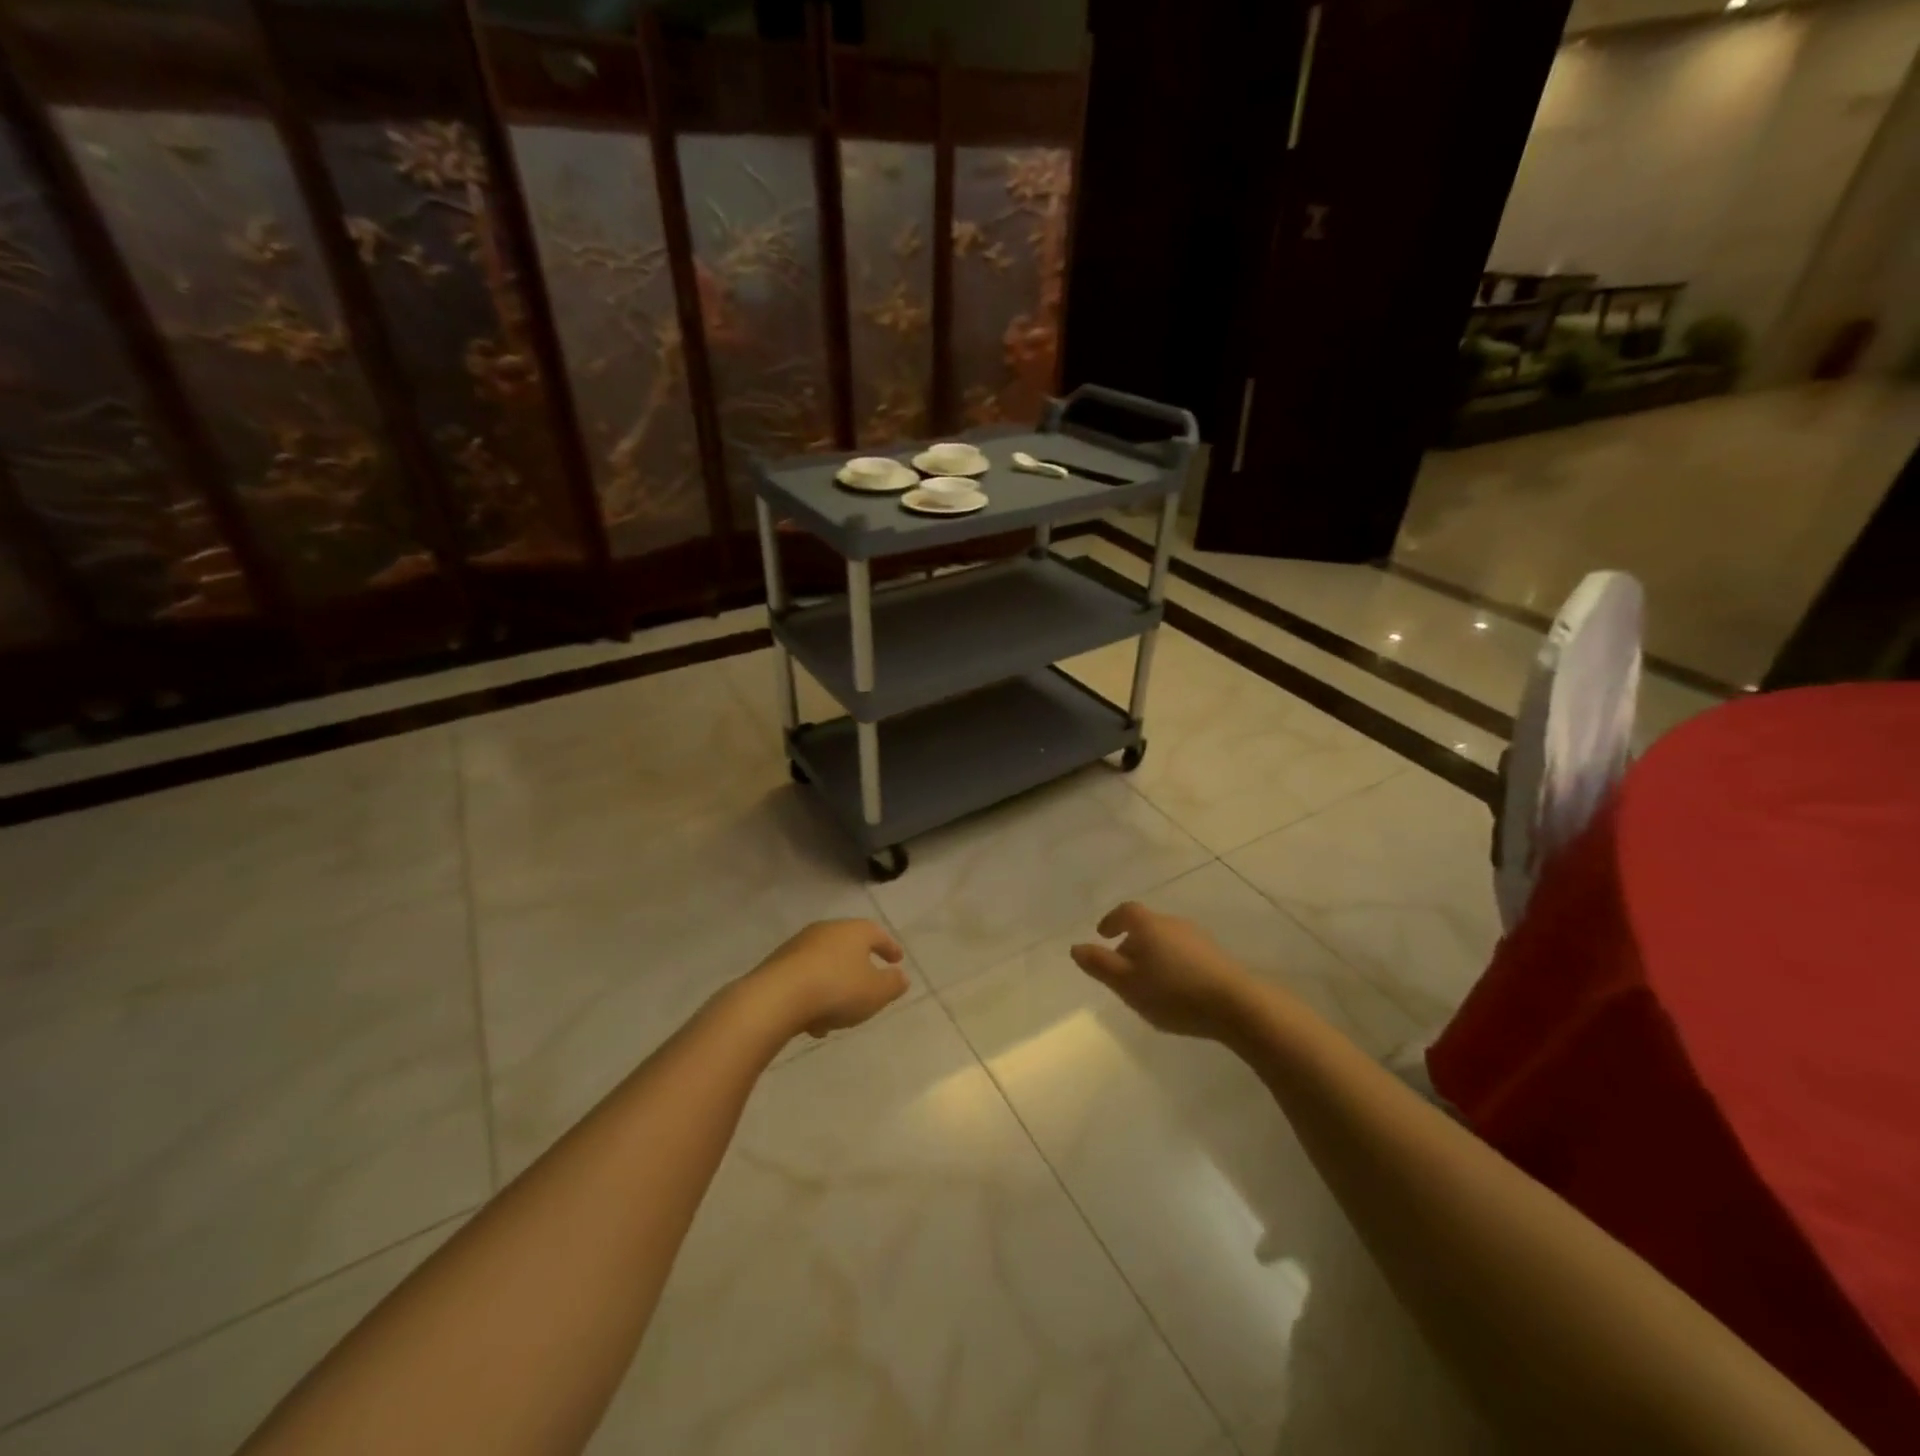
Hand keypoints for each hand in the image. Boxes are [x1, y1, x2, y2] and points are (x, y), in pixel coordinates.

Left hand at [748, 919, 909, 1037]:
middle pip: (849, 946)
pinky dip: (814, 994)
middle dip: (859, 966)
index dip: (889, 947)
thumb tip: (901, 976)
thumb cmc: (837, 989)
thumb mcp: (876, 992)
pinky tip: (813, 1022)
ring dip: (835, 985)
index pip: (877, 934)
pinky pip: (805, 978)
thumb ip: (893, 984)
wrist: (777, 997)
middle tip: (869, 983)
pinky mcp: (778, 964)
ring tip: (839, 1014)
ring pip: (825, 964)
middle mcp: (827, 931)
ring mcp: (799, 946)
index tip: (897, 960)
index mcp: (854, 931)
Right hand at [1071, 901, 1262, 1040]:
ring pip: (1166, 940)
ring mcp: (1198, 938)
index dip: (1112, 920)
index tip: (1103, 934)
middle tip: (1122, 968)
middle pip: (1146, 926)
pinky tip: (1174, 989)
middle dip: (1131, 943)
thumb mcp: (1127, 983)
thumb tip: (1076, 947)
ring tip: (1147, 982)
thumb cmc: (1172, 992)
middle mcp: (1173, 923)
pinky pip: (1184, 953)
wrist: (1236, 1004)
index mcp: (1148, 925)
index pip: (1126, 911)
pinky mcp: (1216, 956)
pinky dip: (1172, 964)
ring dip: (1153, 955)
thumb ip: (1099, 964)